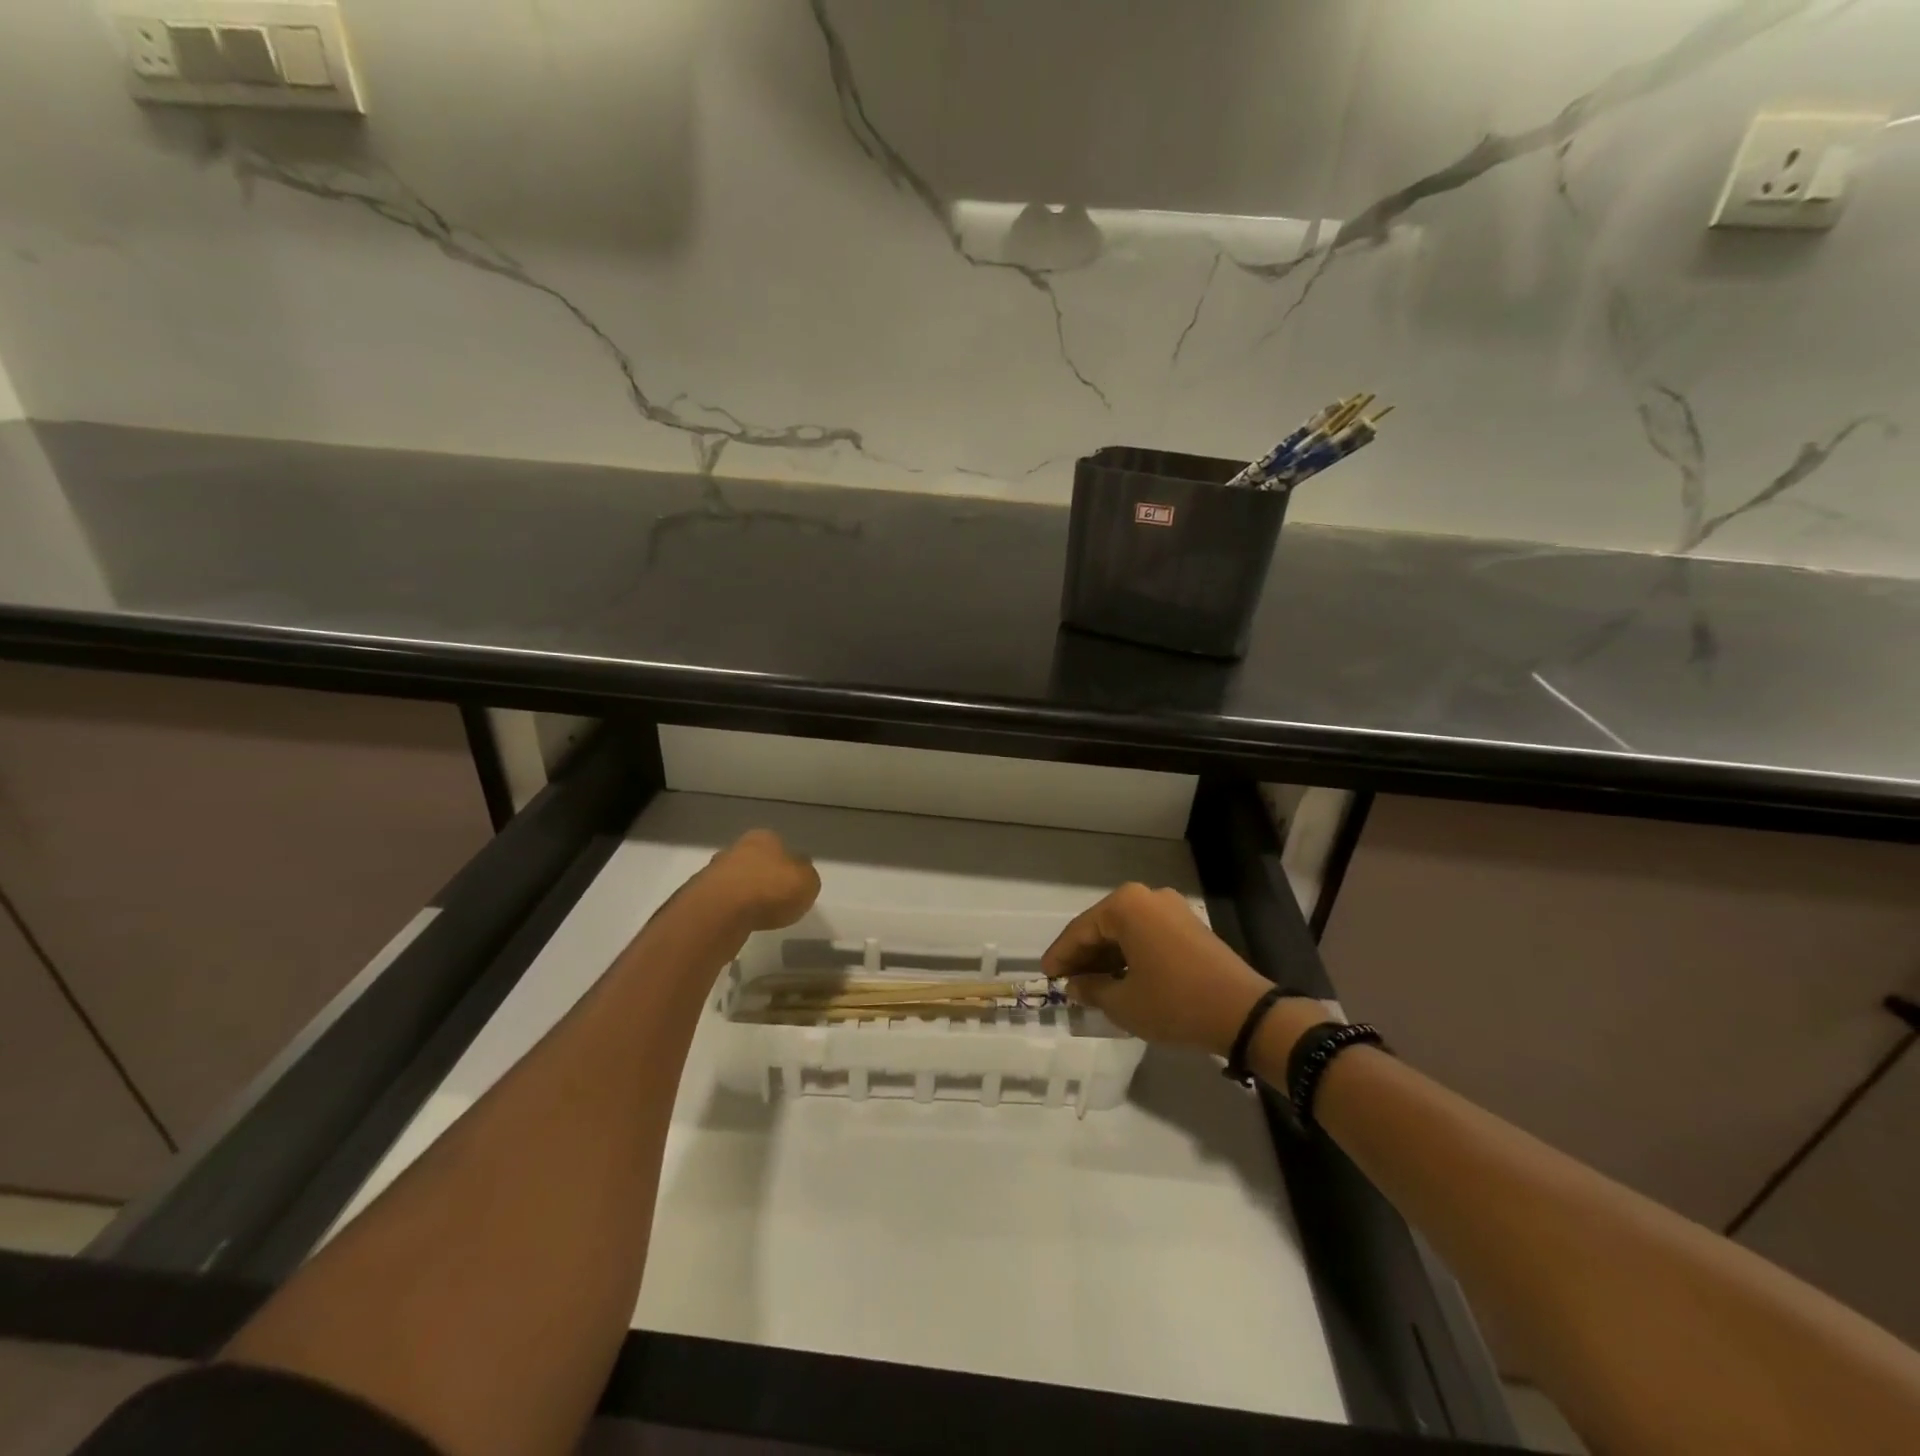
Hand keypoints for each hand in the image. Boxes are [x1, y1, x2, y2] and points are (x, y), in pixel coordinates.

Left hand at [704, 829, 820, 930]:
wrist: (720, 912)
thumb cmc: (771, 890)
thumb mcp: (808, 882)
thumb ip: (806, 876)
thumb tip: (799, 873)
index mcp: (764, 838)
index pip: (780, 846)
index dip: (787, 865)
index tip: (792, 883)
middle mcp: (736, 848)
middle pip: (754, 862)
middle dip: (763, 877)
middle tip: (775, 900)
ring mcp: (713, 872)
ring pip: (735, 881)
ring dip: (744, 895)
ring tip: (757, 916)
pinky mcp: (698, 897)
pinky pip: (721, 903)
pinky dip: (730, 912)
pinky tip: (739, 925)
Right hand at [1043, 883, 1283, 1054]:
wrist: (1244, 1013)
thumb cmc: (1174, 1003)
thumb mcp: (1124, 1003)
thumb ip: (1092, 989)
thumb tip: (1075, 985)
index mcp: (1126, 906)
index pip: (1080, 930)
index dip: (1060, 956)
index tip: (1045, 975)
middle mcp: (1147, 897)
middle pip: (1103, 926)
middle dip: (1083, 955)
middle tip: (1066, 982)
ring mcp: (1171, 909)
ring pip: (1126, 931)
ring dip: (1107, 957)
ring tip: (1091, 985)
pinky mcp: (1189, 926)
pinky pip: (1147, 935)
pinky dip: (1130, 955)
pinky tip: (1121, 979)